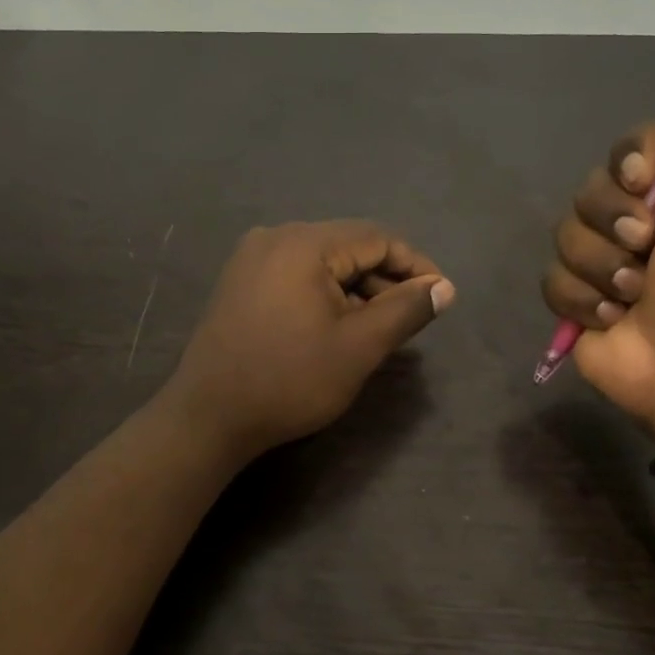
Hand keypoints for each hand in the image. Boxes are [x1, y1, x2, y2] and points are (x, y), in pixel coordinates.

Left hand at [168, 221, 455, 459]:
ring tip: (376, 329)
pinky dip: (324, 295)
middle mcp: (275, 237)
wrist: (209, 417)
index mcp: (304, 243)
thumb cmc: (290, 380)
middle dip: (384, 280)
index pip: (377, 238)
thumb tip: (445, 288)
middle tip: (410, 319)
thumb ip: (406, 310)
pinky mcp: (240, 282)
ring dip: (355, 290)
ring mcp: (251, 259)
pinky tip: (336, 326)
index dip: (415, 266)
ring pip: (322, 263)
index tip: (440, 297)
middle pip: (348, 247)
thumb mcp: (359, 347)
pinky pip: (296, 276)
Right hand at [541, 59, 654, 437]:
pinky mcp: (579, 302)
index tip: (645, 183)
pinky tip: (613, 319)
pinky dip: (582, 300)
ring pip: (565, 235)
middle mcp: (642, 220)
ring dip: (600, 266)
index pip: (631, 147)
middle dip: (613, 221)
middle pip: (590, 189)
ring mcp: (606, 262)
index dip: (629, 160)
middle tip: (647, 248)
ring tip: (634, 295)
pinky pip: (552, 280)